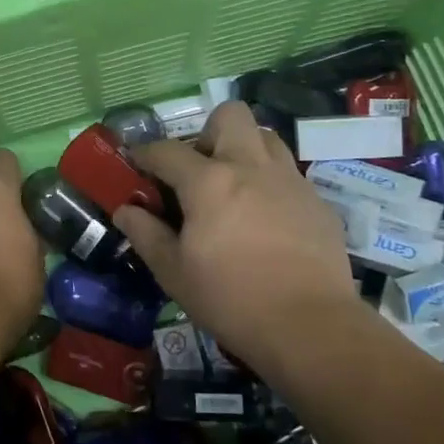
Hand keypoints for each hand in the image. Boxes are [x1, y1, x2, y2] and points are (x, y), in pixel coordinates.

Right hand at [115, 103, 358, 365]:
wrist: (311, 328)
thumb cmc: (231, 299)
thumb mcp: (173, 273)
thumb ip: (145, 234)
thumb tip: (125, 210)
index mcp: (209, 181)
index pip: (166, 150)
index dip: (145, 153)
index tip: (136, 162)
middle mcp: (250, 167)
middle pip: (230, 116)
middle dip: (208, 132)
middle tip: (199, 169)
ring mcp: (290, 181)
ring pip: (266, 137)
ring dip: (244, 151)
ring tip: (234, 187)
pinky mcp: (318, 203)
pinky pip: (289, 174)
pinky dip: (271, 184)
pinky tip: (266, 220)